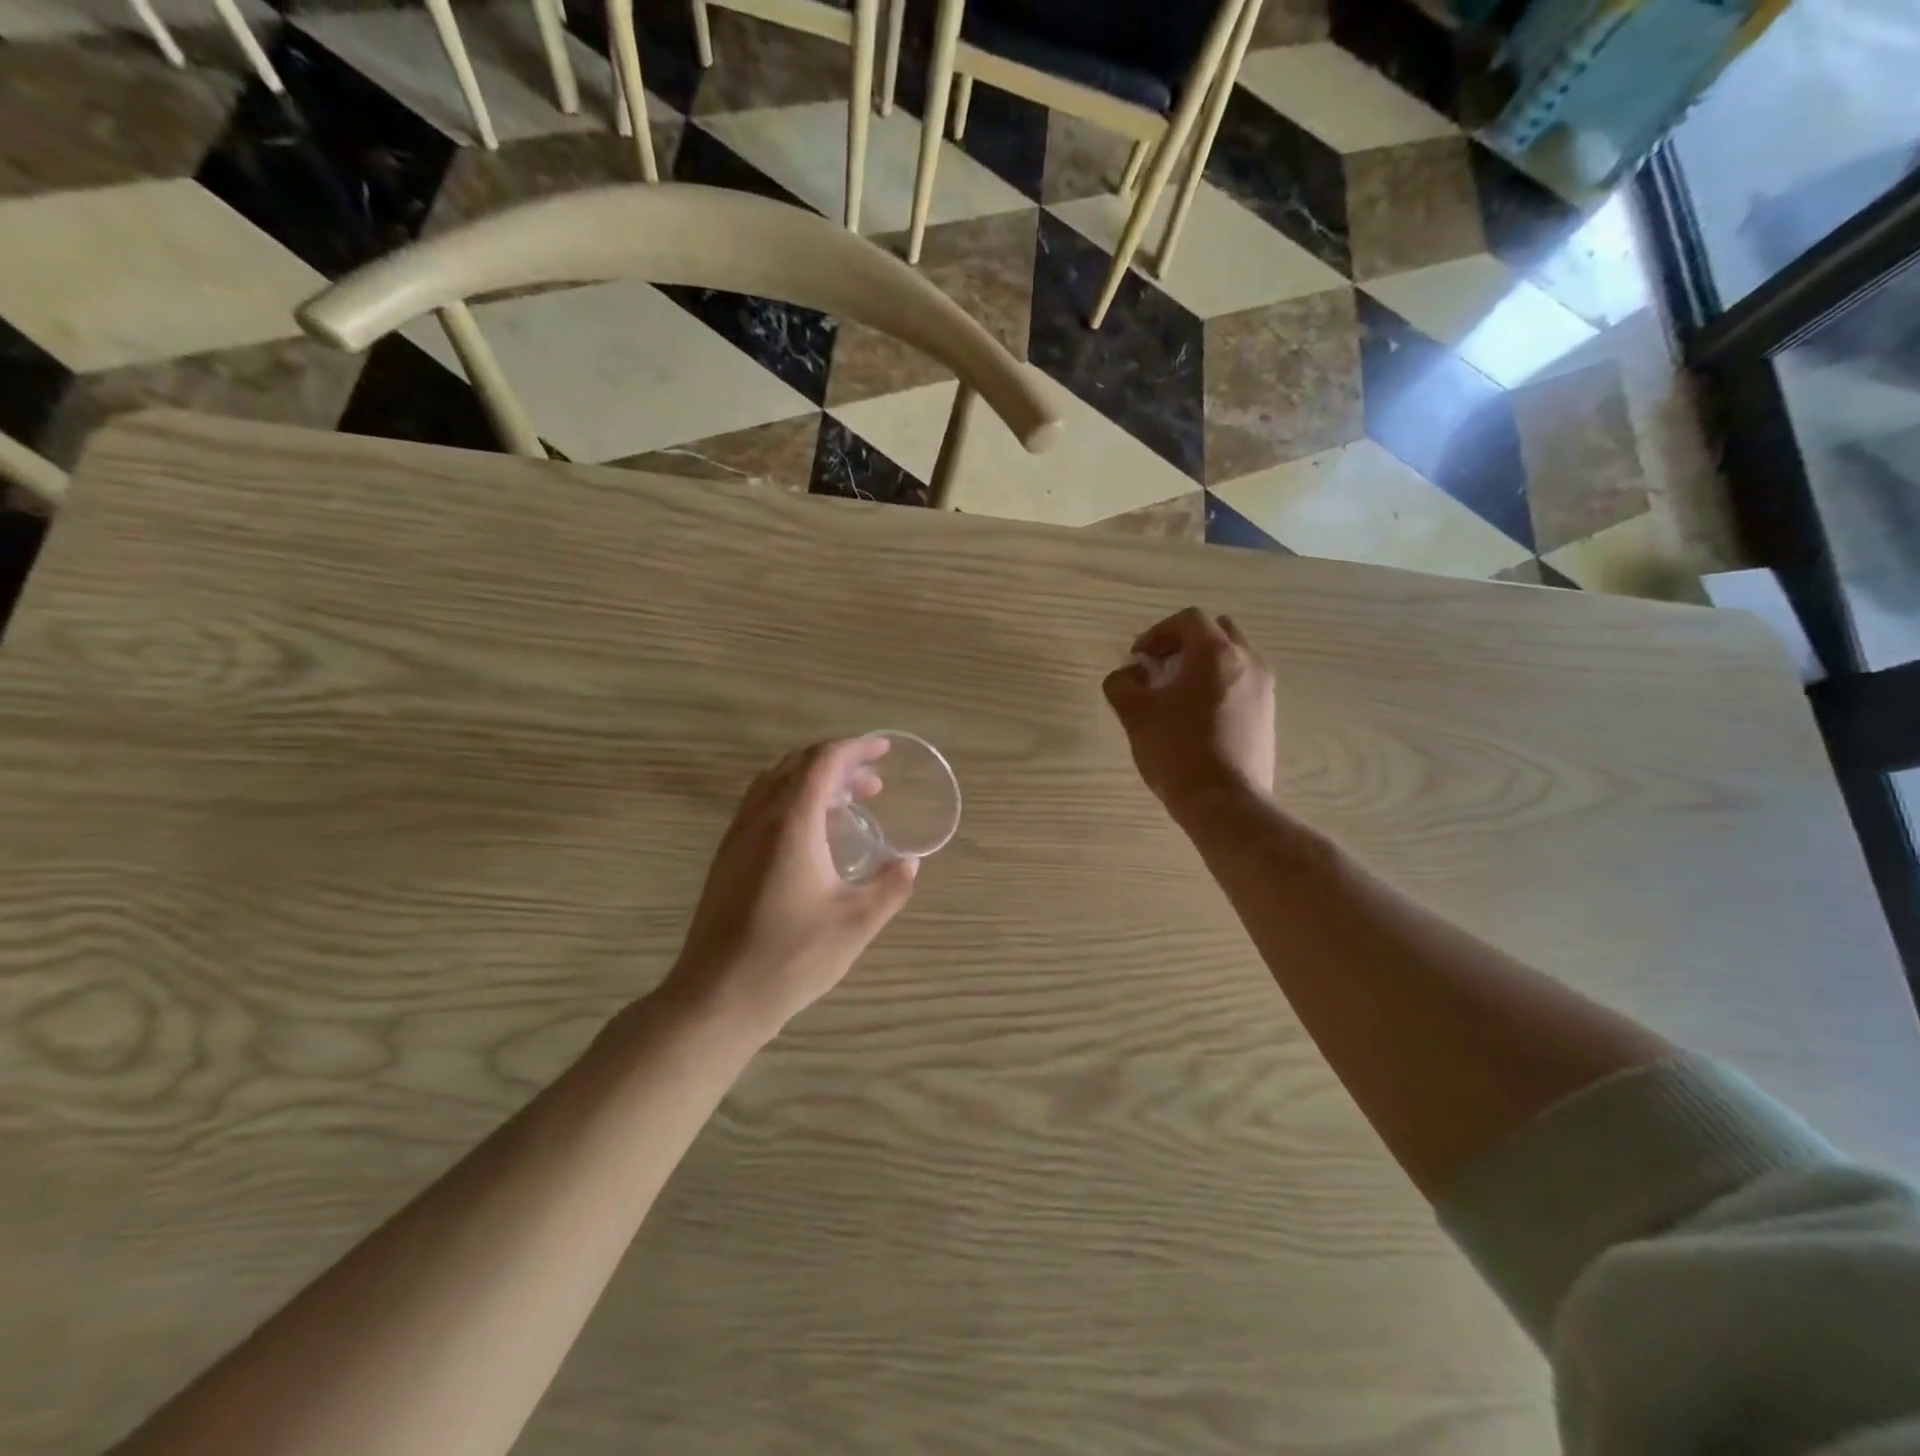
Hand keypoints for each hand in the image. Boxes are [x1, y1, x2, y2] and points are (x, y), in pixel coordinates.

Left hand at [663, 738, 918, 1042]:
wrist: (717, 997)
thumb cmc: (792, 955)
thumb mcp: (856, 923)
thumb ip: (890, 887)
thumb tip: (909, 863)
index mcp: (791, 822)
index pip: (823, 762)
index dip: (856, 748)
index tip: (883, 749)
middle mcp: (759, 819)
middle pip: (797, 766)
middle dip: (838, 764)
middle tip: (873, 782)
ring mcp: (737, 839)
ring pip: (774, 785)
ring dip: (812, 782)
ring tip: (847, 804)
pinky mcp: (727, 860)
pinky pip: (762, 808)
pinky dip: (793, 802)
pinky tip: (812, 838)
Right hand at [1103, 607, 1275, 821]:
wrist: (1225, 802)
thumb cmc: (1177, 751)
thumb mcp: (1135, 715)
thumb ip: (1123, 684)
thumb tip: (1129, 674)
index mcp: (1215, 653)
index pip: (1188, 620)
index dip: (1158, 633)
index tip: (1139, 658)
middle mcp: (1247, 661)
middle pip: (1217, 632)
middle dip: (1185, 643)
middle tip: (1160, 667)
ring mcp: (1264, 689)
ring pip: (1232, 658)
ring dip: (1203, 665)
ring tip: (1177, 694)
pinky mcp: (1268, 715)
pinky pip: (1242, 683)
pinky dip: (1219, 685)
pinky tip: (1197, 716)